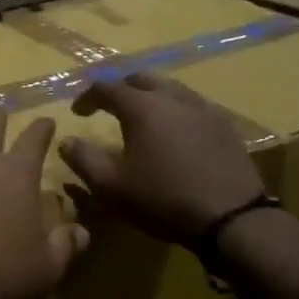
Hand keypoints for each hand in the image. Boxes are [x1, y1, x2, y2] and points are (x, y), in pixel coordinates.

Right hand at [58, 73, 265, 246]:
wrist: (232, 218)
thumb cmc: (163, 199)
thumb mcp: (111, 186)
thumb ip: (83, 159)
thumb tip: (65, 141)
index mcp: (142, 107)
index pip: (106, 88)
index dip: (87, 97)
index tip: (77, 113)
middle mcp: (172, 97)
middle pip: (141, 79)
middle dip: (121, 89)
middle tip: (109, 106)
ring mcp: (203, 109)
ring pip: (171, 88)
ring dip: (151, 96)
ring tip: (143, 117)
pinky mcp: (225, 126)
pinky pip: (194, 106)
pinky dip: (176, 110)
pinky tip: (176, 132)